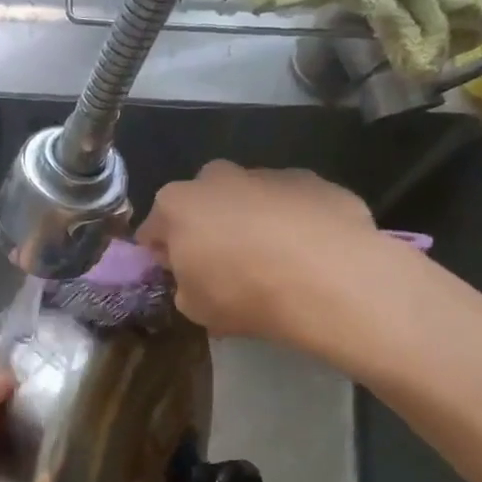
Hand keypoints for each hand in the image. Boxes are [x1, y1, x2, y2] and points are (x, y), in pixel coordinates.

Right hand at [137, 161, 382, 345]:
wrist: (328, 279)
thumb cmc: (244, 293)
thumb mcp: (195, 308)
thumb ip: (184, 286)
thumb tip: (195, 279)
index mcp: (176, 204)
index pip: (154, 229)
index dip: (164, 255)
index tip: (179, 276)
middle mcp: (217, 178)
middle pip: (203, 203)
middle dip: (208, 228)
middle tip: (225, 266)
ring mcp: (268, 173)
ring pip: (249, 199)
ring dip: (252, 222)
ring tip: (274, 262)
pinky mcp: (314, 180)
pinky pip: (292, 204)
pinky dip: (294, 222)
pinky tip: (308, 254)